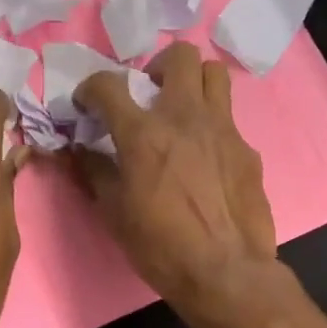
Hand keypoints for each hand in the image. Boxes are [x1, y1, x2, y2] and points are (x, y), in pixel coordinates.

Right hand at [73, 41, 276, 310]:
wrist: (225, 271)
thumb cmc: (160, 246)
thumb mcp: (114, 213)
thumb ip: (94, 172)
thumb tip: (80, 151)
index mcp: (143, 134)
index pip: (109, 85)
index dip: (91, 87)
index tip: (87, 103)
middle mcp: (185, 117)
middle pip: (180, 56)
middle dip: (158, 66)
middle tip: (149, 92)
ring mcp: (222, 129)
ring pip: (214, 73)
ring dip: (193, 81)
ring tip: (181, 108)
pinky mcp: (246, 148)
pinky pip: (229, 118)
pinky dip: (211, 124)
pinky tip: (205, 156)